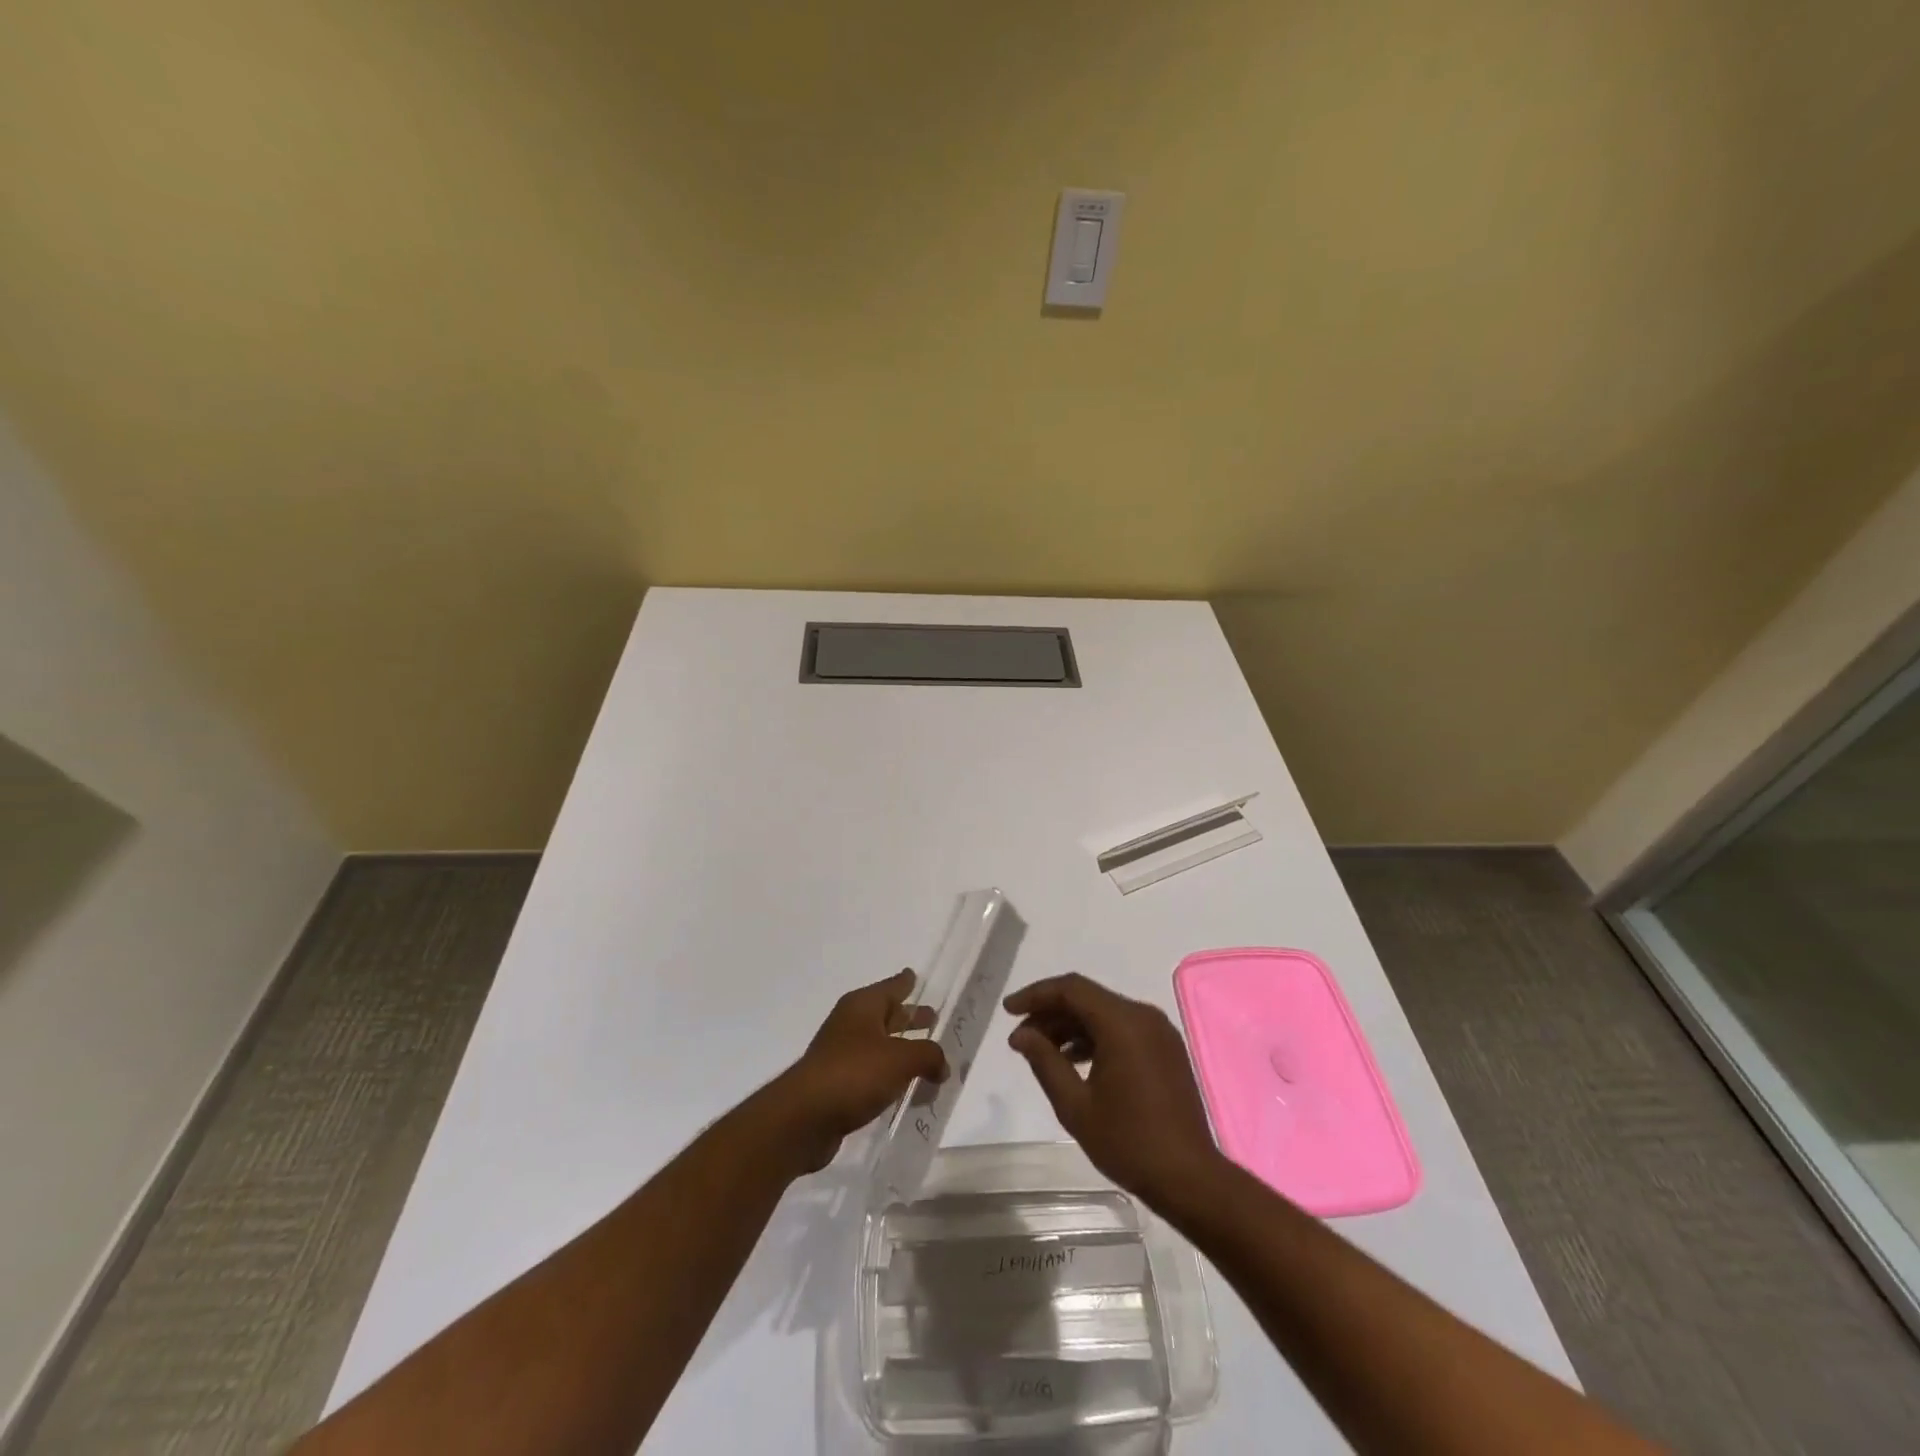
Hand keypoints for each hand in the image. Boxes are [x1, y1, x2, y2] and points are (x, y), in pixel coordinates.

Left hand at [768, 969, 948, 1173]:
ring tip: (928, 1058)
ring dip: (902, 1050)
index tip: (915, 975)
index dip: (904, 982)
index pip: (890, 987)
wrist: (804, 1118)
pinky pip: (873, 1074)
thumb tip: (942, 1065)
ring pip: (880, 1046)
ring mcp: (842, 1055)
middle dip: (909, 1017)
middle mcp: (851, 1025)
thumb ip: (928, 1056)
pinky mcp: (838, 1086)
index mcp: (862, 1007)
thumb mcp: (901, 1059)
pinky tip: (907, 1090)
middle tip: (933, 1017)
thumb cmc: (854, 1073)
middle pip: (886, 1016)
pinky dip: (890, 1077)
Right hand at [1005, 973, 1219, 1207]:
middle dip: (1050, 1013)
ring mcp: (1158, 1032)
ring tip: (1041, 1051)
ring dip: (1071, 1026)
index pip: (1071, 989)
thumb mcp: (1075, 1105)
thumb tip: (1021, 1035)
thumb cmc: (1129, 1142)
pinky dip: (1095, 1037)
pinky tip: (1073, 1060)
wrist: (1190, 1178)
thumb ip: (1045, 1061)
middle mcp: (1143, 1016)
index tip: (1009, 1010)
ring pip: (1104, 1013)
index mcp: (1122, 1023)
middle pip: (1087, 998)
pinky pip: (1122, 1029)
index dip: (1036, 995)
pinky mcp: (1165, 1049)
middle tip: (1020, 1038)